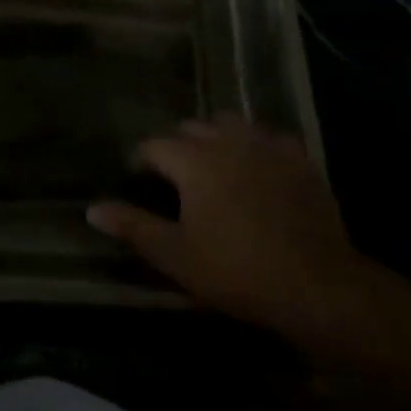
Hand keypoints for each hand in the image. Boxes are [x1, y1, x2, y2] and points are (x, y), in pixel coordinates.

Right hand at [86, 116, 410, 367]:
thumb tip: (92, 208)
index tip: (142, 182)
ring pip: (231, 124)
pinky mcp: (298, 158)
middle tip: (179, 181)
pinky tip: (260, 168)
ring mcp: (266, 145)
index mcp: (193, 160)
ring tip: (217, 167)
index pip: (155, 145)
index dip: (143, 162)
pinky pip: (270, 137)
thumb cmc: (237, 272)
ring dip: (218, 138)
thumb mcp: (176, 256)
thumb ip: (133, 226)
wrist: (317, 286)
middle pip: (192, 128)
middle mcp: (226, 140)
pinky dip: (258, 146)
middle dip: (180, 147)